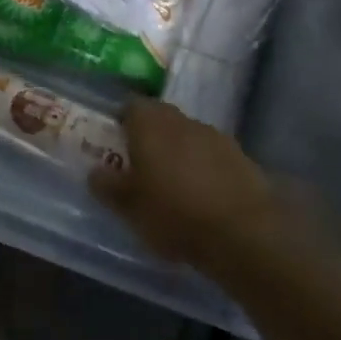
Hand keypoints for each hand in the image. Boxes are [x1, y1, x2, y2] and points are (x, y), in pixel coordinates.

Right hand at [91, 98, 280, 270]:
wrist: (245, 234)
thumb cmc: (174, 213)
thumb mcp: (128, 207)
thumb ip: (107, 186)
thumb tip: (95, 172)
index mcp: (149, 123)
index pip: (130, 106)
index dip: (122, 122)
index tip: (117, 144)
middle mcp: (181, 120)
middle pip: (161, 118)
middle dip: (151, 136)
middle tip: (142, 165)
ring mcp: (215, 136)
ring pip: (188, 136)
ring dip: (180, 152)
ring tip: (175, 185)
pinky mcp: (242, 158)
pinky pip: (213, 156)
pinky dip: (206, 169)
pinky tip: (205, 197)